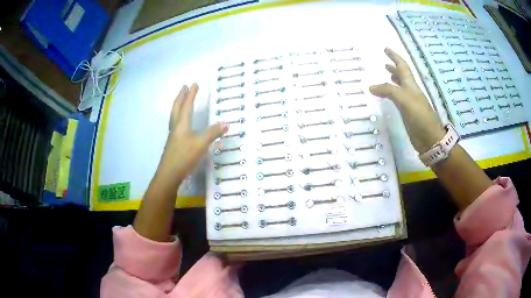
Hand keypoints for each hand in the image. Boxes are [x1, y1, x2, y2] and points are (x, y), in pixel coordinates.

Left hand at [157, 84, 227, 184]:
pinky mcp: (173, 144)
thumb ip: (213, 133)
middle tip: (184, 87)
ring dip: (178, 105)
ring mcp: (173, 136)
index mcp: (181, 124)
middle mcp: (175, 127)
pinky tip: (181, 123)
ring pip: (174, 116)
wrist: (169, 174)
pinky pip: (175, 124)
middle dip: (181, 96)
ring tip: (181, 100)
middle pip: (176, 108)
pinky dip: (178, 117)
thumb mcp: (201, 144)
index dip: (191, 95)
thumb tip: (226, 123)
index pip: (186, 106)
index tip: (194, 84)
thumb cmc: (184, 157)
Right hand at [369, 48, 445, 153]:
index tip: (386, 48)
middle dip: (394, 66)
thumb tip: (371, 87)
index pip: (402, 66)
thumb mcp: (404, 100)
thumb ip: (388, 91)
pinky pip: (397, 98)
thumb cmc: (420, 116)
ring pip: (400, 86)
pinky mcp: (407, 113)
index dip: (395, 56)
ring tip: (386, 73)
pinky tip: (387, 95)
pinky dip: (391, 93)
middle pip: (402, 75)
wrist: (430, 138)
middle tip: (384, 61)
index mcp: (411, 85)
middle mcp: (411, 91)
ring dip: (393, 78)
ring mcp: (410, 102)